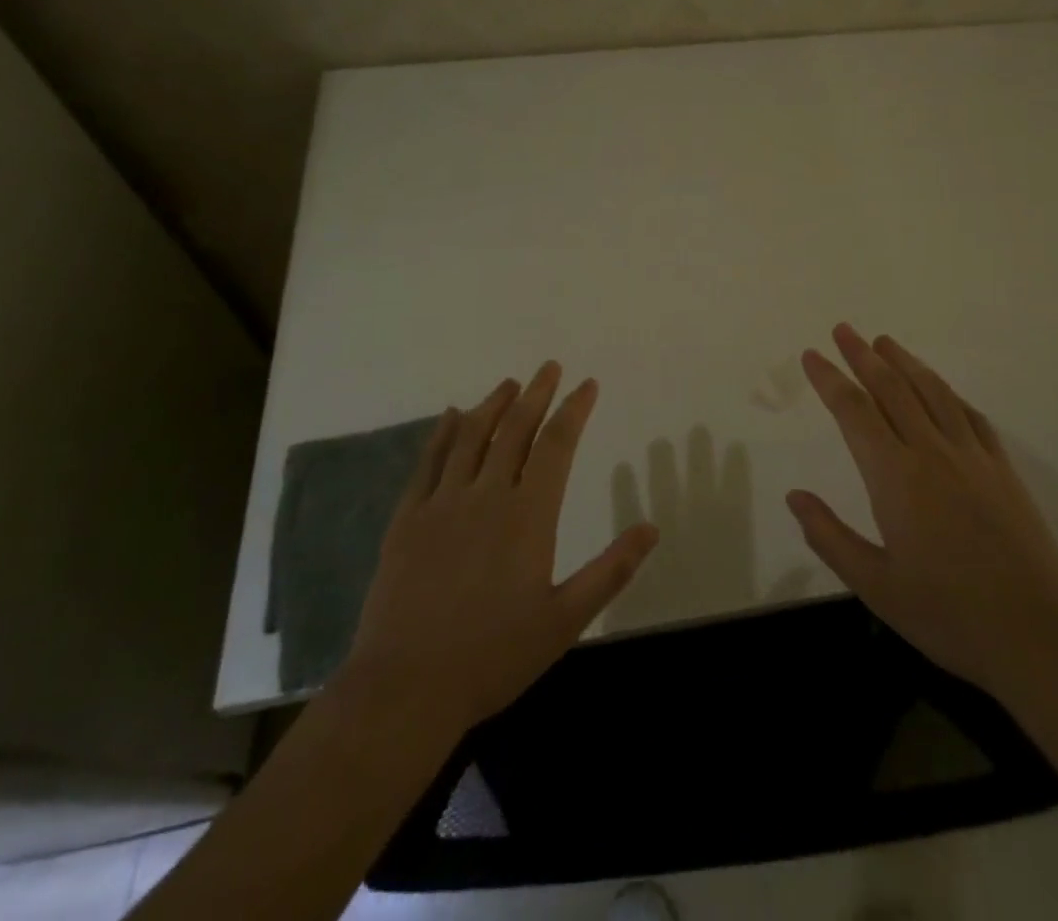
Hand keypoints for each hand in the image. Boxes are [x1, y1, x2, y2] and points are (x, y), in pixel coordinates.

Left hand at [335, 362, 659, 733]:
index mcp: (528, 515)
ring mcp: (442, 504)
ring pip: (471, 437)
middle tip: (550, 368)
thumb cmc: (493, 656)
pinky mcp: (407, 520)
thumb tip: (652, 528)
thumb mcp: (565, 620)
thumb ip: (611, 570)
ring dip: (493, 404)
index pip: (557, 445)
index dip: (574, 410)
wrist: (405, 689)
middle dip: (536, 394)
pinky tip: (452, 415)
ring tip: (509, 383)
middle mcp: (486, 495)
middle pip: (515, 429)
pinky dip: (443, 433)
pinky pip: (428, 463)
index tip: (587, 384)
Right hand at [788, 324, 1057, 697]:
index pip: (854, 411)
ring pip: (932, 392)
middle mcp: (931, 452)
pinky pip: (970, 416)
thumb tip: (794, 496)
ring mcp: (972, 457)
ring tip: (885, 342)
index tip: (812, 355)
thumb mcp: (876, 586)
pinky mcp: (1002, 469)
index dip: (829, 380)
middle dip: (863, 355)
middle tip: (843, 329)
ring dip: (905, 362)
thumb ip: (830, 536)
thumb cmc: (949, 614)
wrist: (1039, 633)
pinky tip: (941, 389)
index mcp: (895, 477)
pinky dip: (948, 393)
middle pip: (892, 388)